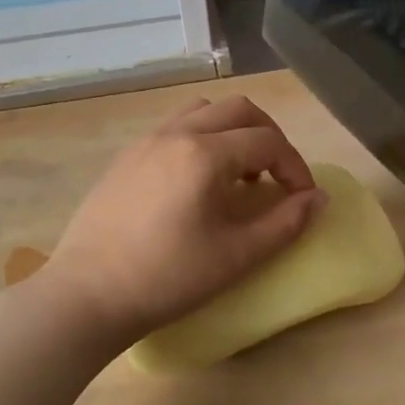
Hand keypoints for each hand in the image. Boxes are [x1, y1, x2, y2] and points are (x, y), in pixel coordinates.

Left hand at [43, 97, 326, 343]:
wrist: (87, 295)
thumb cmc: (168, 278)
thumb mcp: (237, 256)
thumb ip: (286, 223)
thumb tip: (317, 199)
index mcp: (206, 153)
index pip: (268, 141)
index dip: (295, 166)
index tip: (302, 199)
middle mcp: (176, 134)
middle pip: (238, 109)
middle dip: (269, 136)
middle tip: (277, 175)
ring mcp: (146, 142)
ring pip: (203, 111)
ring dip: (232, 131)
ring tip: (238, 172)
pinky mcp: (125, 158)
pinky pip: (174, 128)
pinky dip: (201, 138)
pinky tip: (198, 182)